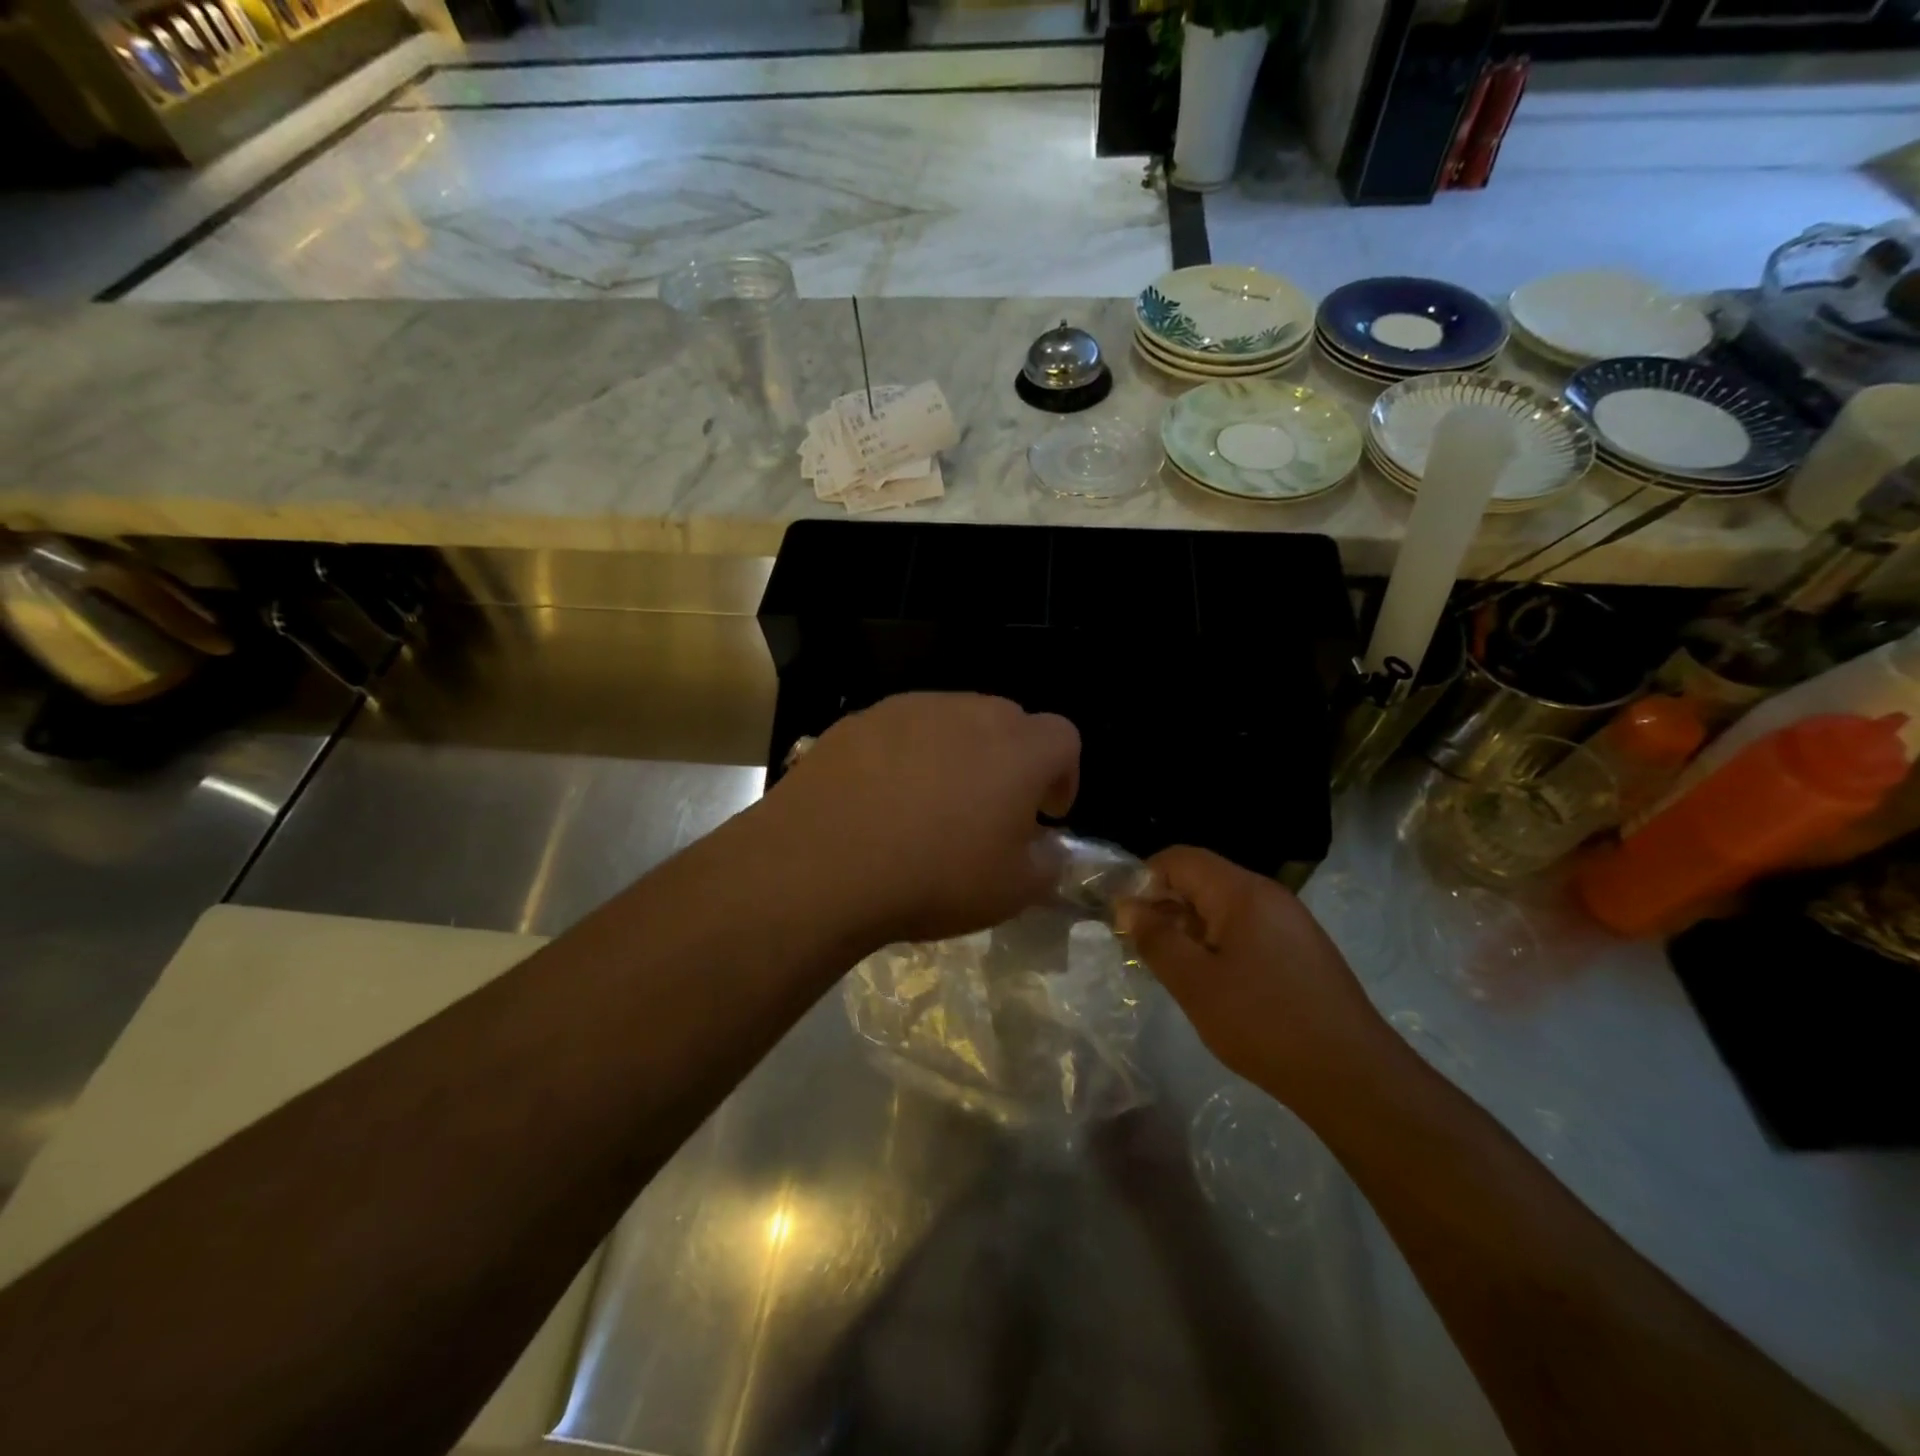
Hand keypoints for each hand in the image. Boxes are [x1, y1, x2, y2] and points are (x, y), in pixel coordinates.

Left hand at [762, 693, 1080, 945]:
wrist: (822, 863)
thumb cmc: (933, 877)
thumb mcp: (1011, 892)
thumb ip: (1047, 864)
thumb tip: (1047, 848)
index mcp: (1018, 750)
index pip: (1064, 738)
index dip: (1063, 774)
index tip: (1045, 813)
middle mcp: (969, 713)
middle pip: (1009, 721)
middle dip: (1012, 760)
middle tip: (991, 808)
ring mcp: (911, 709)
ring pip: (953, 720)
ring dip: (959, 753)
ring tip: (932, 802)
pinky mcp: (862, 719)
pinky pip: (902, 729)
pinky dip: (907, 754)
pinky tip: (883, 797)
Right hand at [1118, 847, 1393, 1110]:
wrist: (1353, 1077)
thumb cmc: (1264, 1023)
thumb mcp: (1195, 983)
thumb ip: (1156, 939)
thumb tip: (1127, 906)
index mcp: (1242, 892)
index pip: (1179, 858)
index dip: (1144, 879)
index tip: (1124, 917)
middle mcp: (1268, 896)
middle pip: (1202, 879)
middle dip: (1164, 905)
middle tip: (1140, 947)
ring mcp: (1289, 922)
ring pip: (1222, 907)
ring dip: (1189, 928)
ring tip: (1171, 968)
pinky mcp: (1300, 949)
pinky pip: (1245, 929)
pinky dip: (1217, 944)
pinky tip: (1211, 983)